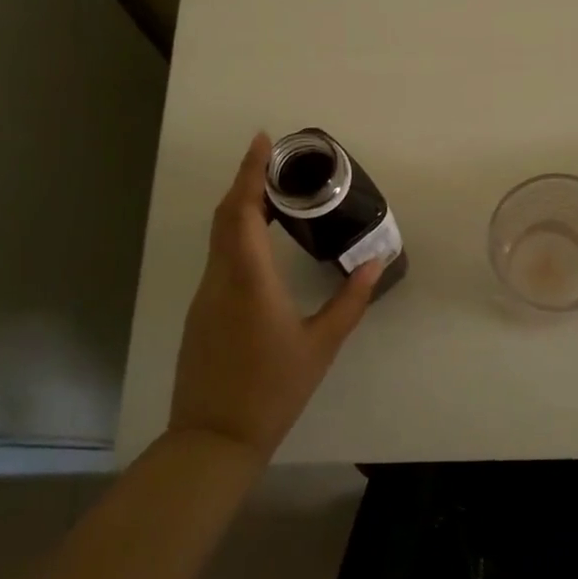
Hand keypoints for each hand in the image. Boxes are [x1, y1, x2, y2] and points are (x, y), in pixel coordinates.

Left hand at [169, 133, 383, 458]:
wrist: (215, 437)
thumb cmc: (274, 389)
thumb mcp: (321, 344)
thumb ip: (350, 300)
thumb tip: (375, 263)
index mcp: (249, 279)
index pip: (244, 210)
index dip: (251, 172)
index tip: (263, 141)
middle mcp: (220, 278)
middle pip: (227, 215)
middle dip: (247, 181)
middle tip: (277, 161)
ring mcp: (206, 294)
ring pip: (220, 236)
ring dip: (242, 207)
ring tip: (277, 195)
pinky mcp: (202, 310)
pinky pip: (219, 257)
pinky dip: (237, 234)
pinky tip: (262, 241)